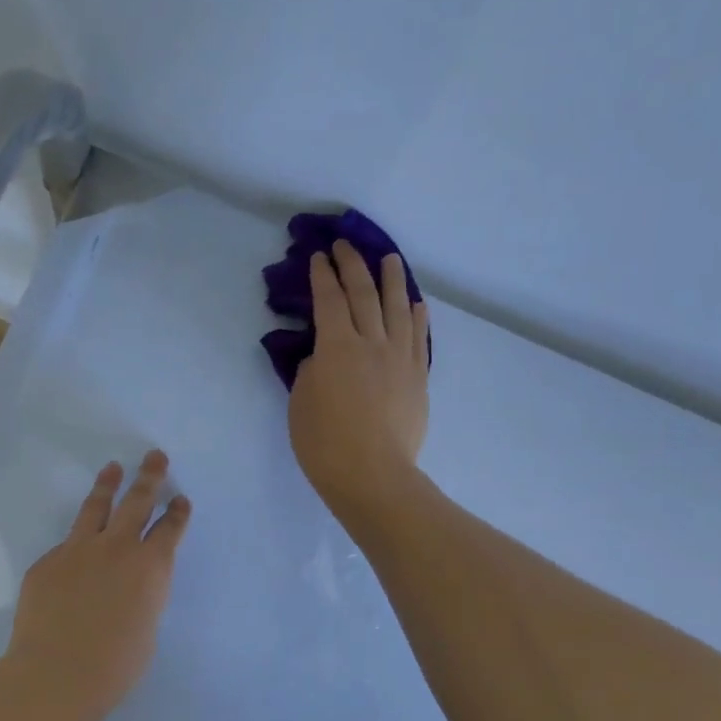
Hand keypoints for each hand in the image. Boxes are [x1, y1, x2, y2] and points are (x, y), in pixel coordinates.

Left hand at [0, 450, 192, 720]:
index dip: (177, 513)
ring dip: (108, 485)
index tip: (180, 500)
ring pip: (96, 507)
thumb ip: (142, 596)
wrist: (57, 673)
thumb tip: (129, 587)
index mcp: (151, 567)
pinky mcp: (47, 562)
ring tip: (113, 468)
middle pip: (137, 501)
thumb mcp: (146, 627)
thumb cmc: (115, 665)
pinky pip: (66, 546)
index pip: (169, 529)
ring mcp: (78, 550)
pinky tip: (75, 551)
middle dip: (149, 477)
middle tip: (154, 457)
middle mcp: (118, 548)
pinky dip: (76, 543)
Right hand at [289, 242, 429, 529]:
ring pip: (398, 308)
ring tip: (389, 258)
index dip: (322, 275)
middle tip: (345, 245)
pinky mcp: (418, 377)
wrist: (373, 475)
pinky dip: (417, 316)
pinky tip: (416, 303)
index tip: (318, 256)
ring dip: (392, 279)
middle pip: (364, 294)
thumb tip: (325, 355)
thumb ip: (312, 370)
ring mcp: (400, 358)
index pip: (329, 300)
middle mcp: (371, 342)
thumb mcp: (301, 402)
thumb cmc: (325, 443)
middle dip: (352, 265)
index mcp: (336, 347)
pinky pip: (419, 337)